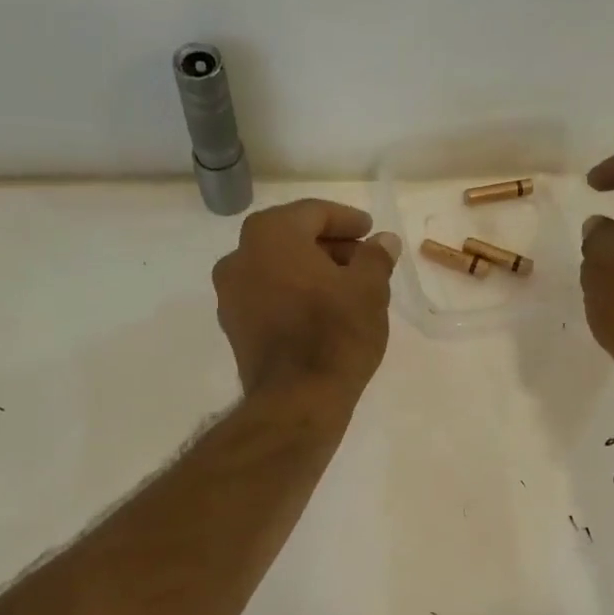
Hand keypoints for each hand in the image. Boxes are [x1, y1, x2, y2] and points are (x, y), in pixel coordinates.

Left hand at [212, 199, 400, 402]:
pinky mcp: (234, 328)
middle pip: (291, 239)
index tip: (370, 231)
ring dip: (311, 272)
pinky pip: (268, 297)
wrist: (297, 401)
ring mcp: (230, 295)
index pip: (313, 213)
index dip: (347, 220)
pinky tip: (323, 312)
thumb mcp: (369, 290)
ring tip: (348, 289)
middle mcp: (239, 257)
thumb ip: (376, 257)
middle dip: (329, 247)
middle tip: (364, 261)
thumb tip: (383, 241)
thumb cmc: (336, 335)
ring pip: (278, 269)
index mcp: (270, 235)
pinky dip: (294, 295)